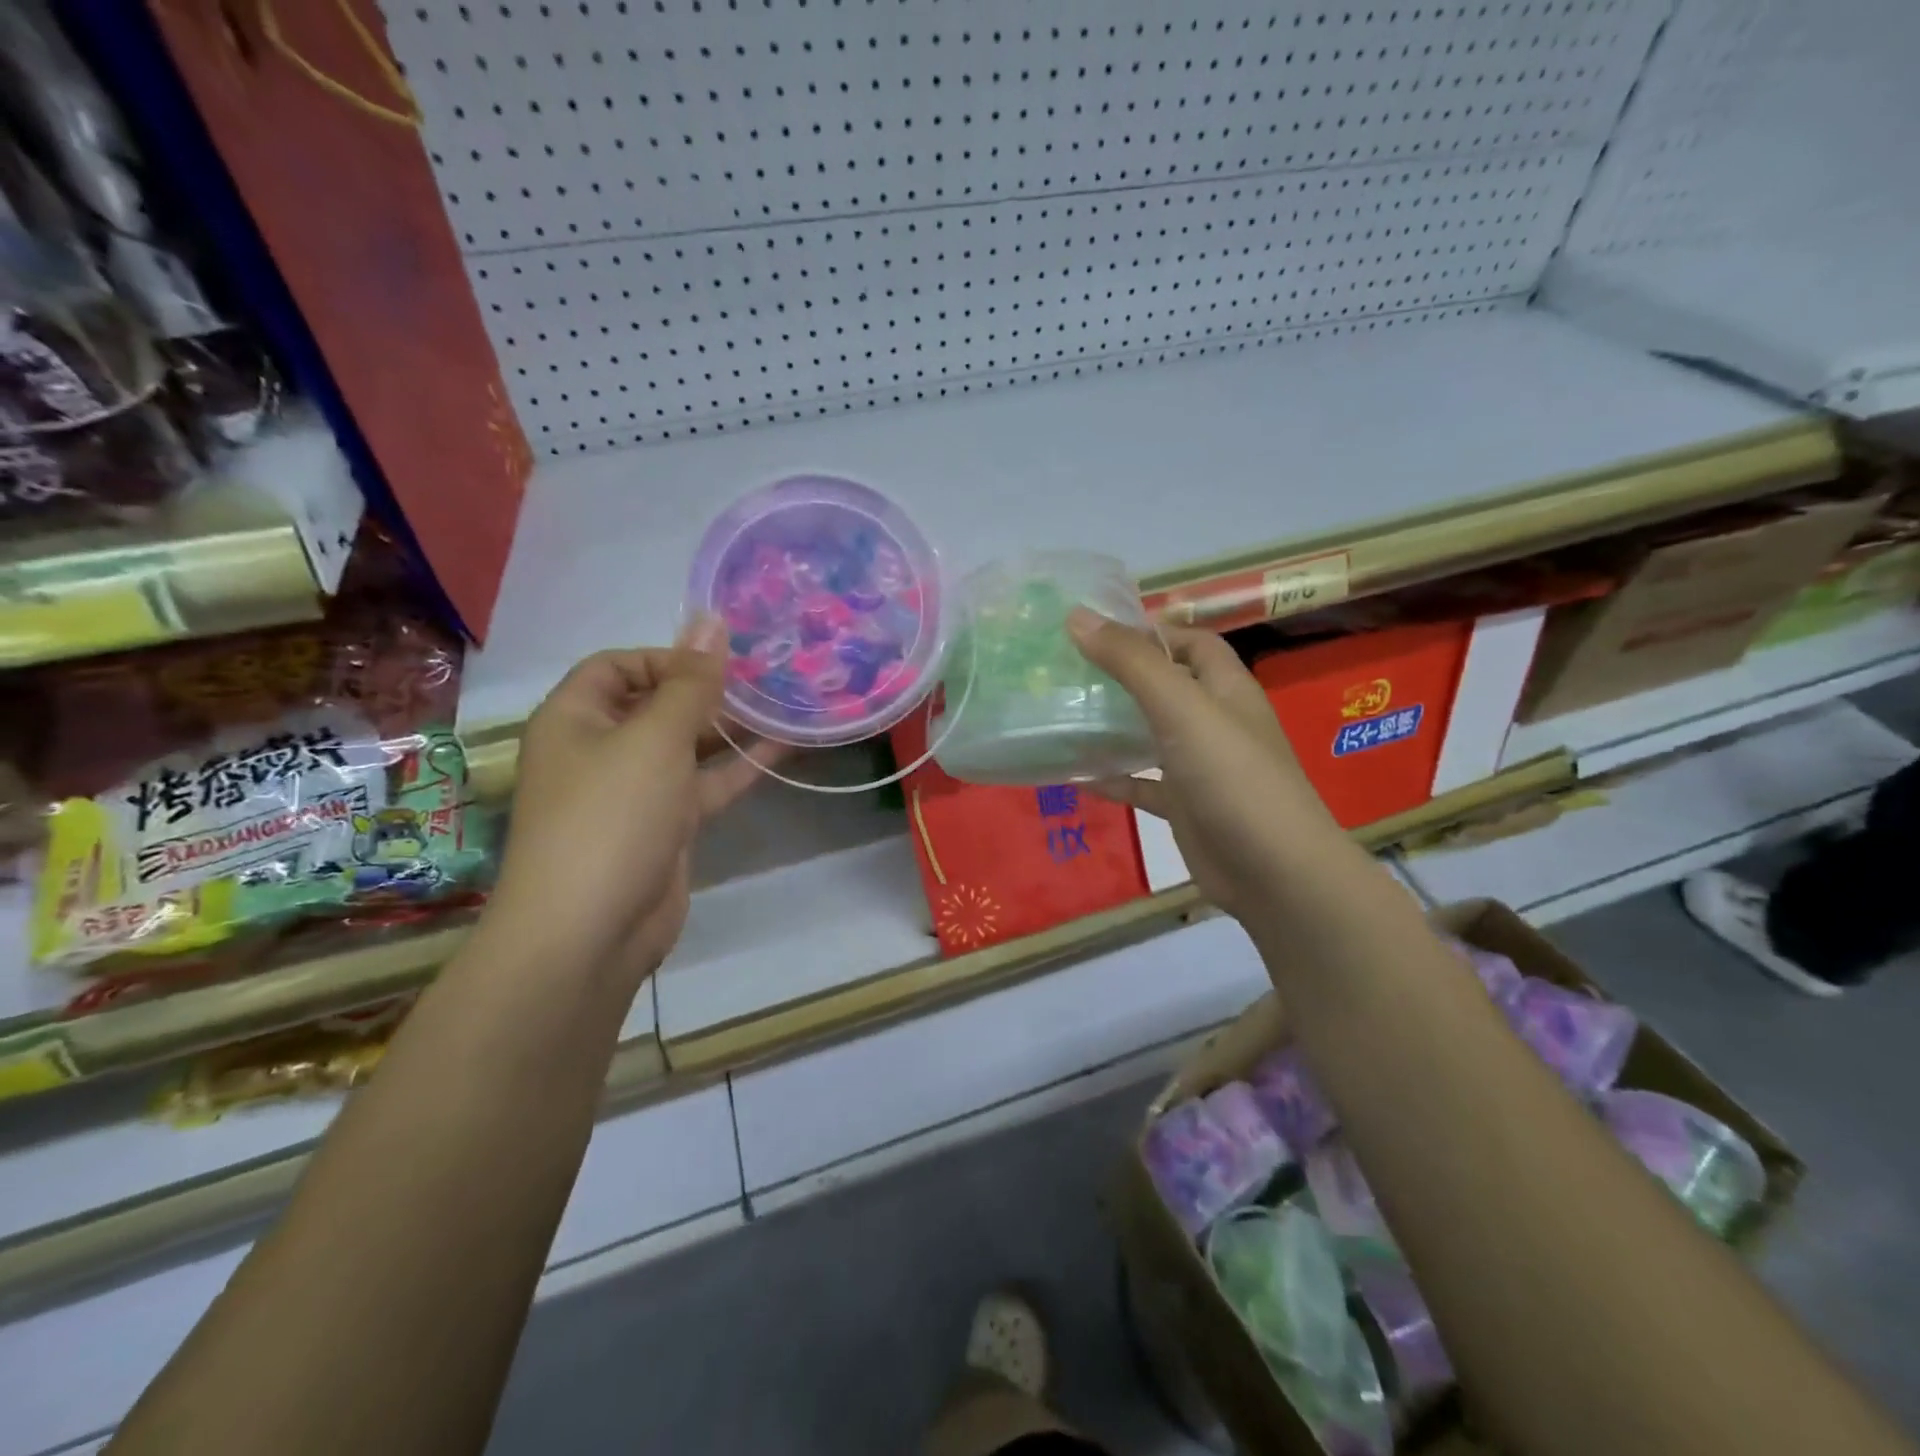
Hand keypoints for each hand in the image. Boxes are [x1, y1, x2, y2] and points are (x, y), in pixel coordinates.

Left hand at [484, 621, 779, 984]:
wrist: (591, 931)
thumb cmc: (611, 816)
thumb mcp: (654, 738)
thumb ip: (691, 682)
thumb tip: (712, 619)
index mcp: (575, 718)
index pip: (617, 665)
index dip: (667, 656)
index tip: (721, 662)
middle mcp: (600, 749)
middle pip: (656, 703)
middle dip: (707, 690)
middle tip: (765, 677)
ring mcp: (635, 791)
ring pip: (686, 746)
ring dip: (729, 727)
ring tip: (782, 703)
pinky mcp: (665, 826)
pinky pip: (704, 785)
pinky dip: (739, 767)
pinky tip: (784, 748)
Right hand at [1069, 609, 1339, 917]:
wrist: (1273, 872)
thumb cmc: (1232, 777)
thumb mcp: (1181, 708)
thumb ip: (1132, 662)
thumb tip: (1078, 616)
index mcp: (1225, 688)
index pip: (1190, 641)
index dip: (1151, 629)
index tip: (1097, 629)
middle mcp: (1214, 721)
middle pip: (1165, 686)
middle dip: (1121, 676)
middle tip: (1065, 670)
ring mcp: (1200, 766)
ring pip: (1150, 735)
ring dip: (1112, 726)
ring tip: (1061, 714)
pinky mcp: (1185, 805)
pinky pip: (1142, 784)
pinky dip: (1113, 778)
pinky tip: (1075, 776)